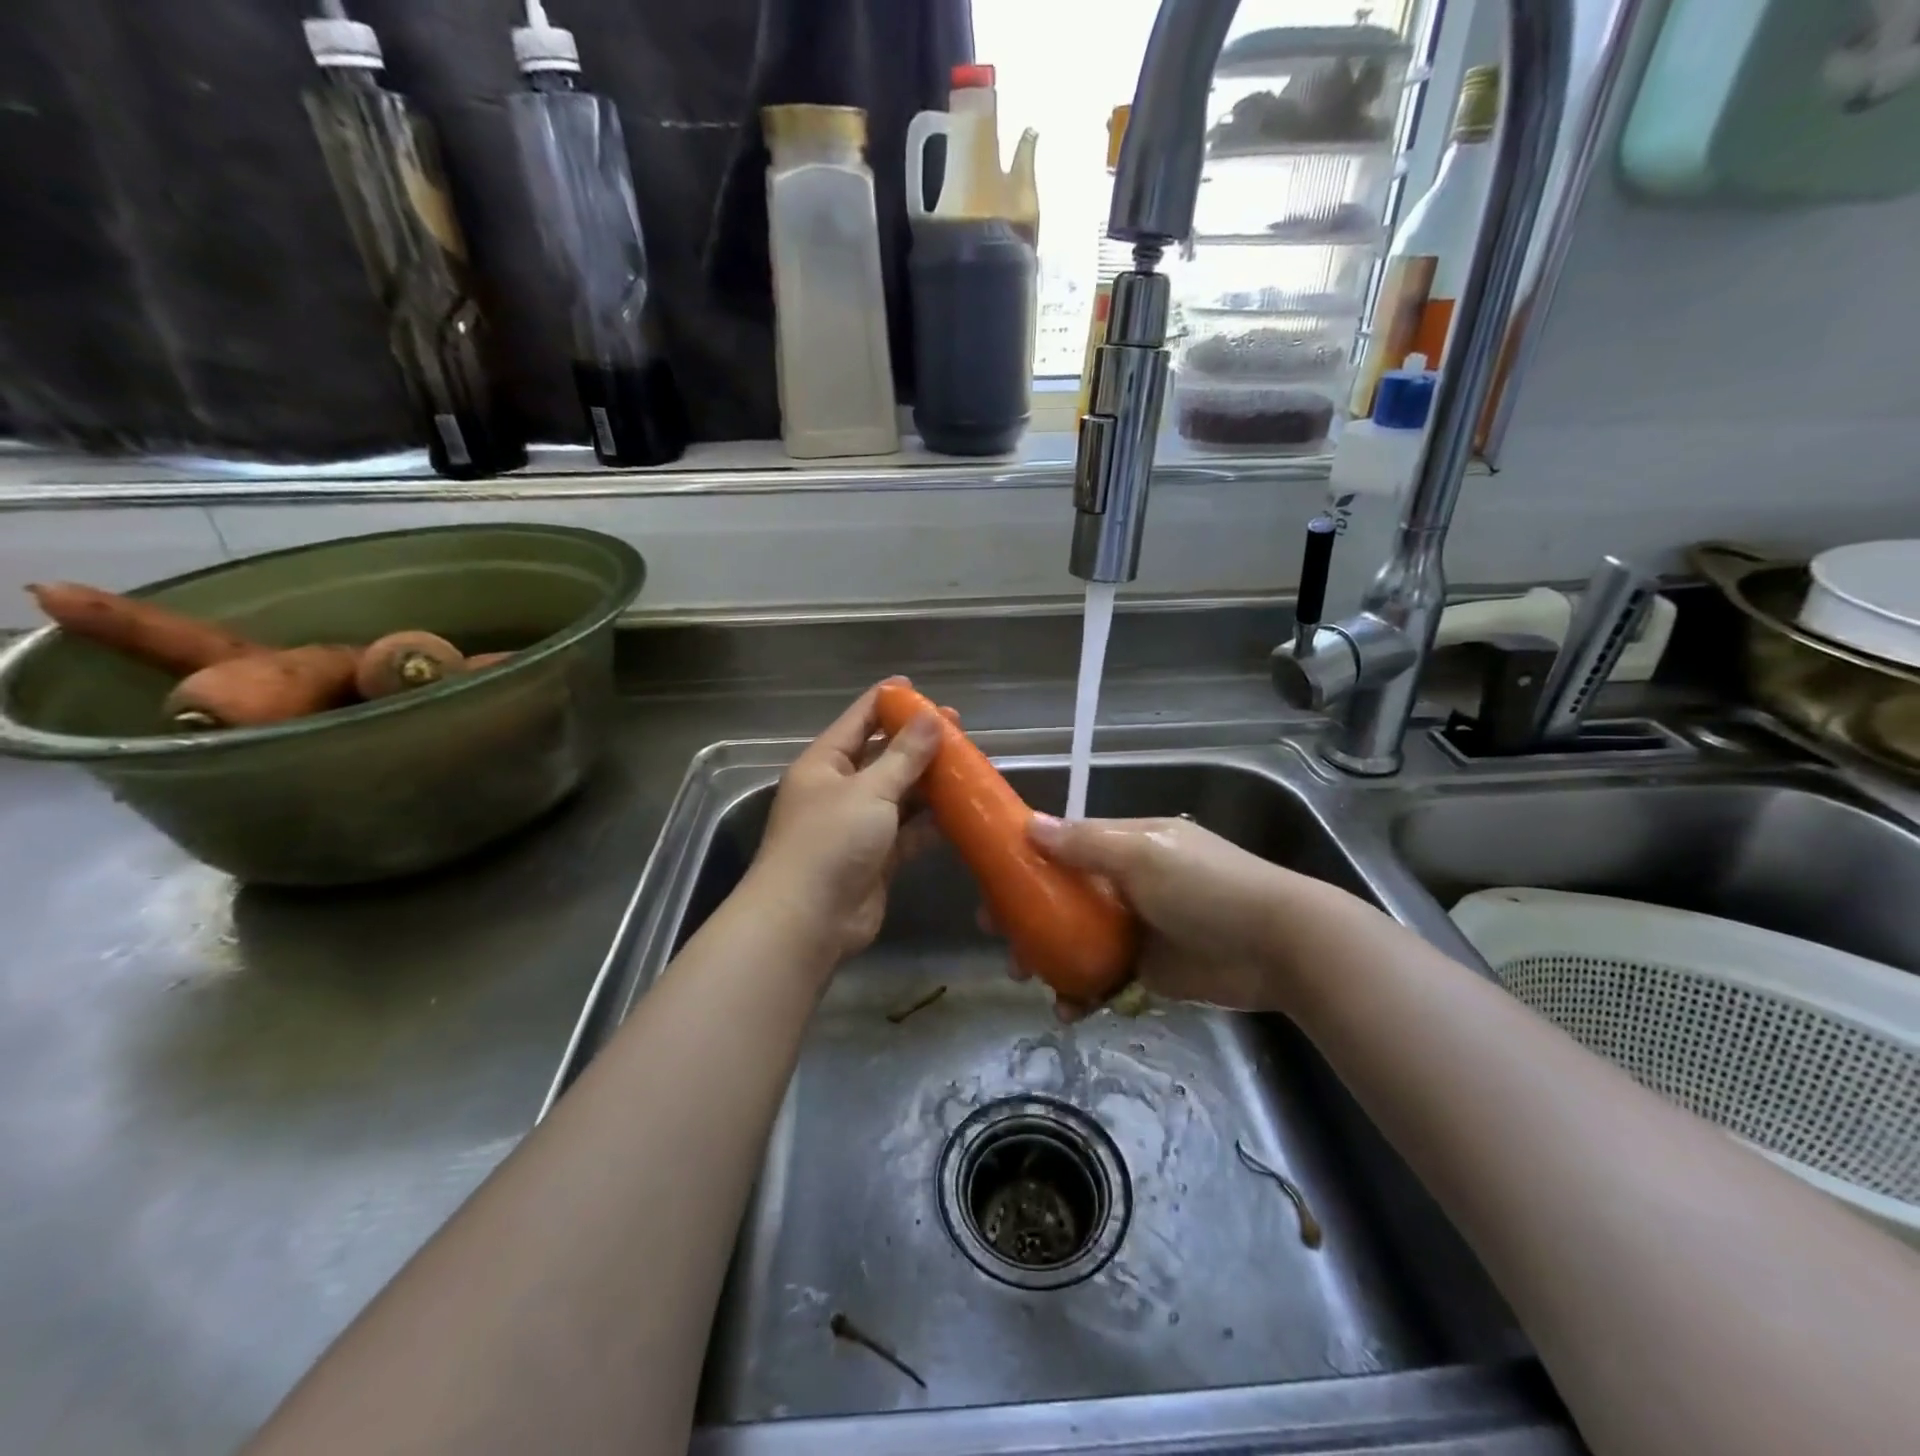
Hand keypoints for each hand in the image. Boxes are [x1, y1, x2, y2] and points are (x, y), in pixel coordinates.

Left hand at [743, 682, 944, 963]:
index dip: (888, 701)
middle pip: (883, 755)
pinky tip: (962, 809)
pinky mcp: (878, 857)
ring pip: (900, 794)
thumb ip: (904, 755)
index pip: (858, 719)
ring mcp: (858, 825)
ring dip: (930, 782)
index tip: (920, 688)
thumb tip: (932, 717)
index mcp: (825, 764)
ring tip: (969, 764)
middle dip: (918, 743)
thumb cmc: (831, 842)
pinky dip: (932, 820)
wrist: (808, 921)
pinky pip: (909, 830)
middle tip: (958, 728)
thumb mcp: (870, 790)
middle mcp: (840, 789)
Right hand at [1005, 814, 1308, 1018]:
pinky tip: (1067, 1009)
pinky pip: (1102, 979)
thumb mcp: (1143, 854)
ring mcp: (1137, 929)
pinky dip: (1081, 993)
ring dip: (1047, 957)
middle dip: (1028, 915)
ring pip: (1077, 941)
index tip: (993, 879)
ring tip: (1024, 976)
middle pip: (1064, 897)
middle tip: (997, 937)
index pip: (1067, 846)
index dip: (1028, 860)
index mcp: (1127, 846)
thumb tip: (1029, 824)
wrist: (1277, 946)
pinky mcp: (1148, 970)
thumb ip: (1085, 842)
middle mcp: (1127, 884)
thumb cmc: (1207, 888)